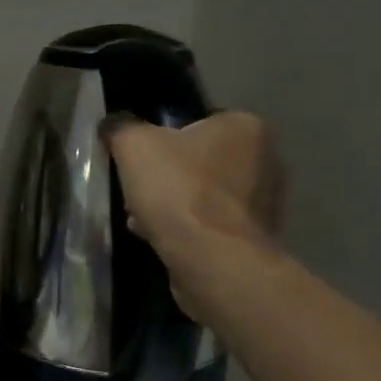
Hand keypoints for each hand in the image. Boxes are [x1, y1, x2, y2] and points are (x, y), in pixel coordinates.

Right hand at [103, 112, 285, 314]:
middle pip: (200, 160)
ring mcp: (265, 203)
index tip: (139, 158)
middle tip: (137, 188)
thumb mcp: (134, 145)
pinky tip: (158, 238)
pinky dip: (186, 228)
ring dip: (173, 203)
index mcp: (245, 127)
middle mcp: (266, 160)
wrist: (212, 260)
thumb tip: (113, 124)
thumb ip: (121, 127)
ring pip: (204, 194)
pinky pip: (211, 224)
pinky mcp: (255, 239)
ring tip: (140, 218)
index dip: (162, 137)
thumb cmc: (179, 190)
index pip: (198, 121)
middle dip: (167, 175)